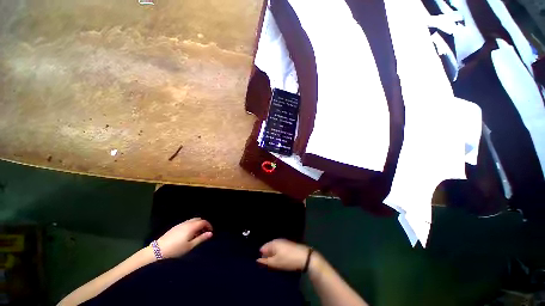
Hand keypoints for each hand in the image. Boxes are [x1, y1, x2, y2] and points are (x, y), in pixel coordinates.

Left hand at [157, 218, 212, 258]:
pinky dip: (192, 226)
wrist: (158, 250)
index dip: (209, 226)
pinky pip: (187, 222)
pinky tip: (189, 234)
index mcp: (192, 226)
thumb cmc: (176, 249)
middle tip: (204, 233)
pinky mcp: (176, 226)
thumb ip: (201, 238)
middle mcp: (187, 223)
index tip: (210, 233)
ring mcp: (181, 224)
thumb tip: (211, 233)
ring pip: (193, 220)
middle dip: (204, 224)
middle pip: (199, 219)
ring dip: (197, 225)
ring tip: (197, 235)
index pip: (204, 222)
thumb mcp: (190, 246)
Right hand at [257, 239, 311, 270]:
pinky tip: (280, 261)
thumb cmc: (288, 260)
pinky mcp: (287, 245)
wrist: (304, 257)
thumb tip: (257, 260)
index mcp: (273, 243)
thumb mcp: (275, 263)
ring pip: (274, 249)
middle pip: (268, 248)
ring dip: (273, 256)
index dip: (261, 256)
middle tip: (268, 266)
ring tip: (274, 265)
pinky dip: (278, 255)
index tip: (262, 265)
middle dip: (267, 256)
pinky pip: (279, 250)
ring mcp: (283, 242)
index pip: (262, 248)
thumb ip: (265, 261)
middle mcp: (277, 241)